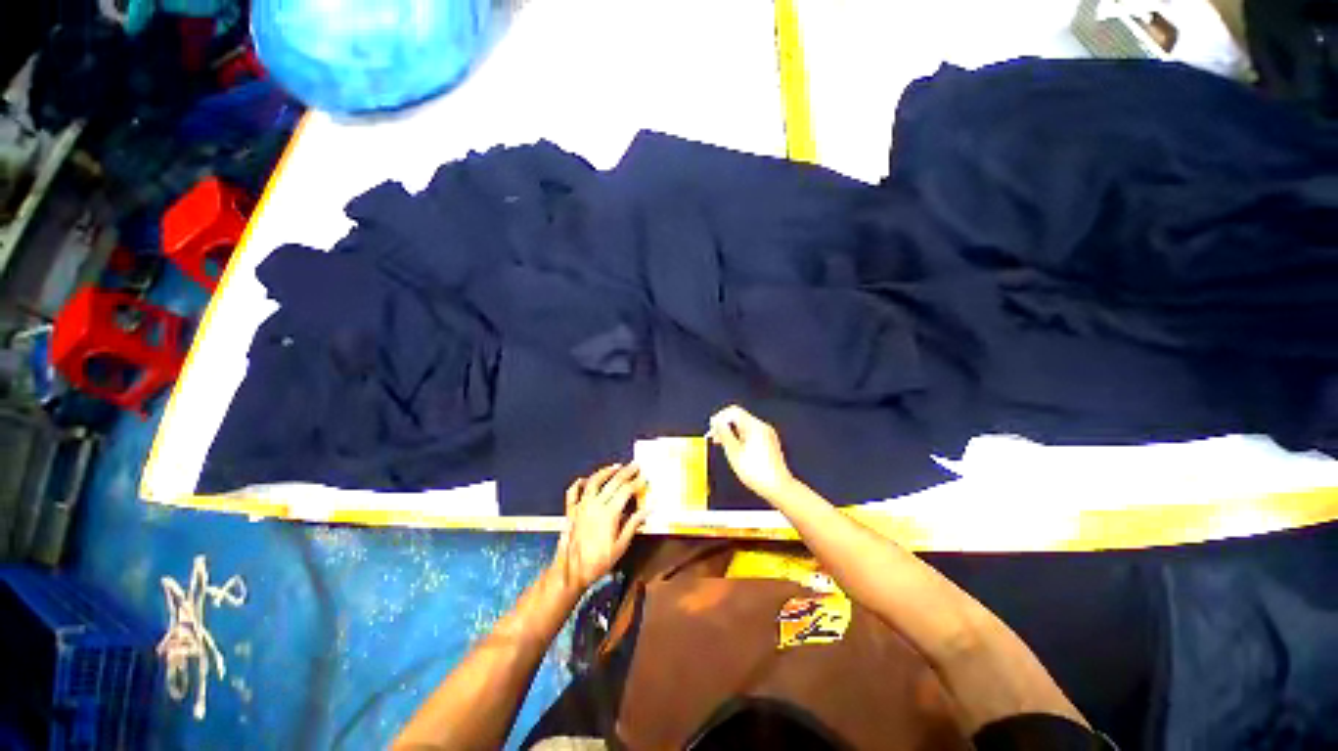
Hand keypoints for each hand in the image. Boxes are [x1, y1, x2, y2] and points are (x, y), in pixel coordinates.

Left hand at [552, 464, 649, 593]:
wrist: (570, 572)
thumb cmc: (598, 561)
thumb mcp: (621, 546)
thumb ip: (633, 524)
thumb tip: (648, 509)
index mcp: (610, 512)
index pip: (626, 490)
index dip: (637, 482)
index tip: (644, 477)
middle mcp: (595, 504)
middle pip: (613, 482)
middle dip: (626, 472)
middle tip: (635, 465)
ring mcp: (582, 506)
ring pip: (594, 481)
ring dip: (606, 471)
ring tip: (616, 467)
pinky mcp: (571, 511)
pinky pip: (573, 492)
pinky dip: (579, 483)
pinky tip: (585, 479)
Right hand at [709, 405, 796, 502]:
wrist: (778, 487)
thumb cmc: (756, 472)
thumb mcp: (733, 452)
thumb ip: (724, 434)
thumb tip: (717, 422)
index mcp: (754, 426)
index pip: (733, 411)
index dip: (720, 417)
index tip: (711, 428)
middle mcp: (762, 427)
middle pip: (739, 418)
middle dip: (724, 425)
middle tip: (713, 437)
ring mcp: (767, 435)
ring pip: (744, 427)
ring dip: (731, 432)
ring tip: (721, 444)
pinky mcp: (769, 443)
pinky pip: (751, 434)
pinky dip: (740, 438)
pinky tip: (734, 449)